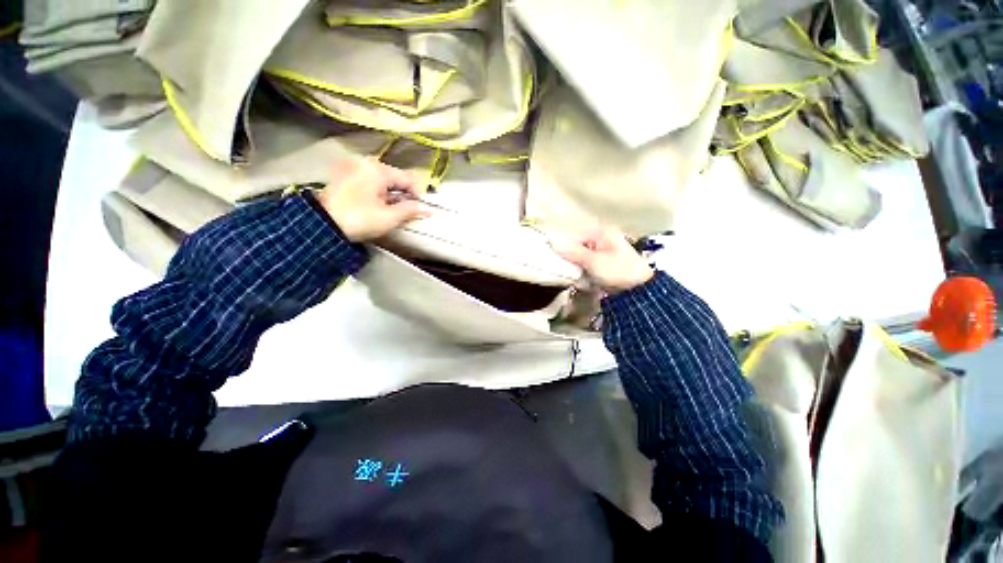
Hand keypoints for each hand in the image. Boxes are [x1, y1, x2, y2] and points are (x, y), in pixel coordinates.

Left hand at [315, 157, 430, 241]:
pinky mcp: (345, 178)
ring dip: (392, 196)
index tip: (420, 210)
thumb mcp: (389, 217)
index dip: (417, 196)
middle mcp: (366, 164)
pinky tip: (378, 207)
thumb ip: (410, 210)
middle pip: (395, 179)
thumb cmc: (360, 219)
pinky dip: (379, 194)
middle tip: (407, 212)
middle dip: (404, 195)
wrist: (323, 225)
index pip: (408, 179)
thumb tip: (426, 210)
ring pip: (383, 181)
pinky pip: (370, 183)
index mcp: (378, 170)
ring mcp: (354, 169)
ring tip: (393, 212)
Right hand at [549, 226, 653, 293]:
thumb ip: (572, 251)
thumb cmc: (617, 271)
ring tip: (584, 279)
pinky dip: (584, 275)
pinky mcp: (602, 265)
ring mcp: (602, 254)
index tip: (558, 261)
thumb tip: (552, 240)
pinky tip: (588, 282)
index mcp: (601, 233)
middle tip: (573, 272)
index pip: (574, 236)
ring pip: (579, 260)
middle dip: (572, 262)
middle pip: (576, 248)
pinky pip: (586, 267)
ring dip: (578, 270)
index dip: (564, 248)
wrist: (639, 290)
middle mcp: (601, 240)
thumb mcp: (593, 261)